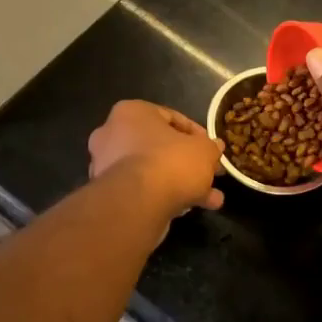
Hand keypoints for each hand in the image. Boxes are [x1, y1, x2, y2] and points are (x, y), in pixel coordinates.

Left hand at [88, 100, 224, 215]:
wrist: (136, 203)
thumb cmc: (170, 162)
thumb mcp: (203, 150)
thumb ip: (210, 147)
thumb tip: (215, 147)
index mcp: (132, 112)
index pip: (171, 118)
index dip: (197, 134)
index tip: (212, 149)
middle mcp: (113, 134)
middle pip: (161, 147)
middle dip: (189, 163)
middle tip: (210, 174)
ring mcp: (106, 165)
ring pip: (153, 171)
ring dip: (182, 183)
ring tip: (210, 199)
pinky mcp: (108, 193)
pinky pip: (143, 189)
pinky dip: (166, 196)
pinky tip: (192, 209)